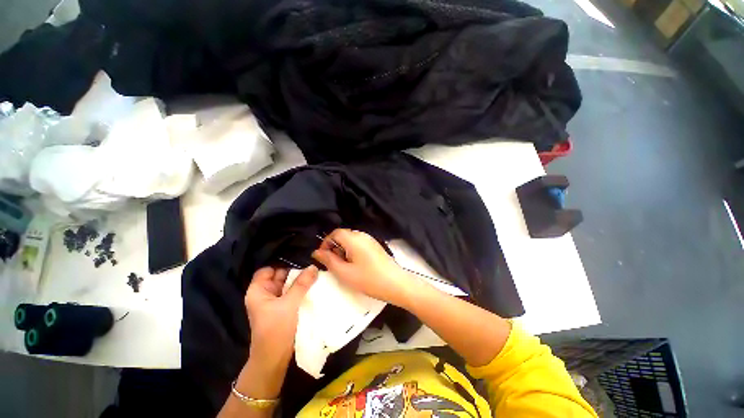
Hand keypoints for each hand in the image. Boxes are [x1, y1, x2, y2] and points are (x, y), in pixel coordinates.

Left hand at [244, 266, 317, 367]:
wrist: (274, 358)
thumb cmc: (276, 329)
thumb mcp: (289, 303)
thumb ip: (302, 284)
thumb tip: (313, 266)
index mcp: (258, 291)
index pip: (267, 270)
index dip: (281, 264)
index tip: (299, 259)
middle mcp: (265, 294)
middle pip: (279, 276)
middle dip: (294, 271)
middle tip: (311, 264)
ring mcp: (274, 301)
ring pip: (287, 285)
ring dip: (299, 280)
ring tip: (314, 272)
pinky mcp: (283, 308)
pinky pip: (291, 293)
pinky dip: (300, 289)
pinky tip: (312, 284)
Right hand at [312, 229, 418, 306]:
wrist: (396, 283)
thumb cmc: (369, 279)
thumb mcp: (345, 273)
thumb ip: (329, 261)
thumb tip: (316, 252)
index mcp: (354, 239)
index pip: (335, 233)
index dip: (326, 243)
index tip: (323, 257)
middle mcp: (362, 235)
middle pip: (343, 235)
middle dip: (335, 247)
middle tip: (334, 264)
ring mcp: (370, 240)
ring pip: (351, 240)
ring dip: (343, 250)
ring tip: (344, 266)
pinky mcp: (375, 245)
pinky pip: (359, 243)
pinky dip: (352, 251)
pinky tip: (355, 265)